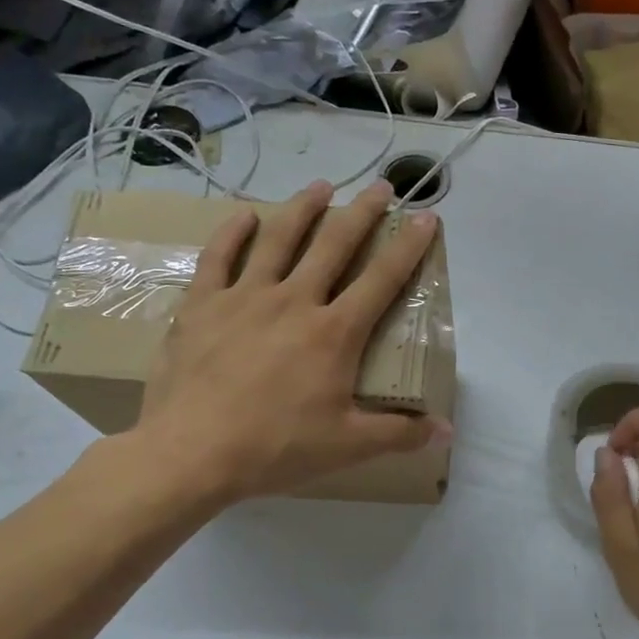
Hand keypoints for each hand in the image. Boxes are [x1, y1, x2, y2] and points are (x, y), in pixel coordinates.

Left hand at [118, 181, 448, 515]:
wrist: (191, 452)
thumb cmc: (276, 447)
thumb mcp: (348, 446)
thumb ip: (400, 434)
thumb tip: (446, 431)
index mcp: (335, 332)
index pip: (383, 279)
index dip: (409, 246)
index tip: (426, 218)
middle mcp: (295, 301)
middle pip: (334, 244)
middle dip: (362, 213)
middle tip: (381, 187)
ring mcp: (245, 297)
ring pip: (279, 239)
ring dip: (303, 208)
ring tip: (321, 186)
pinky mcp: (203, 305)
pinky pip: (218, 258)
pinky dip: (232, 233)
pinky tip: (243, 215)